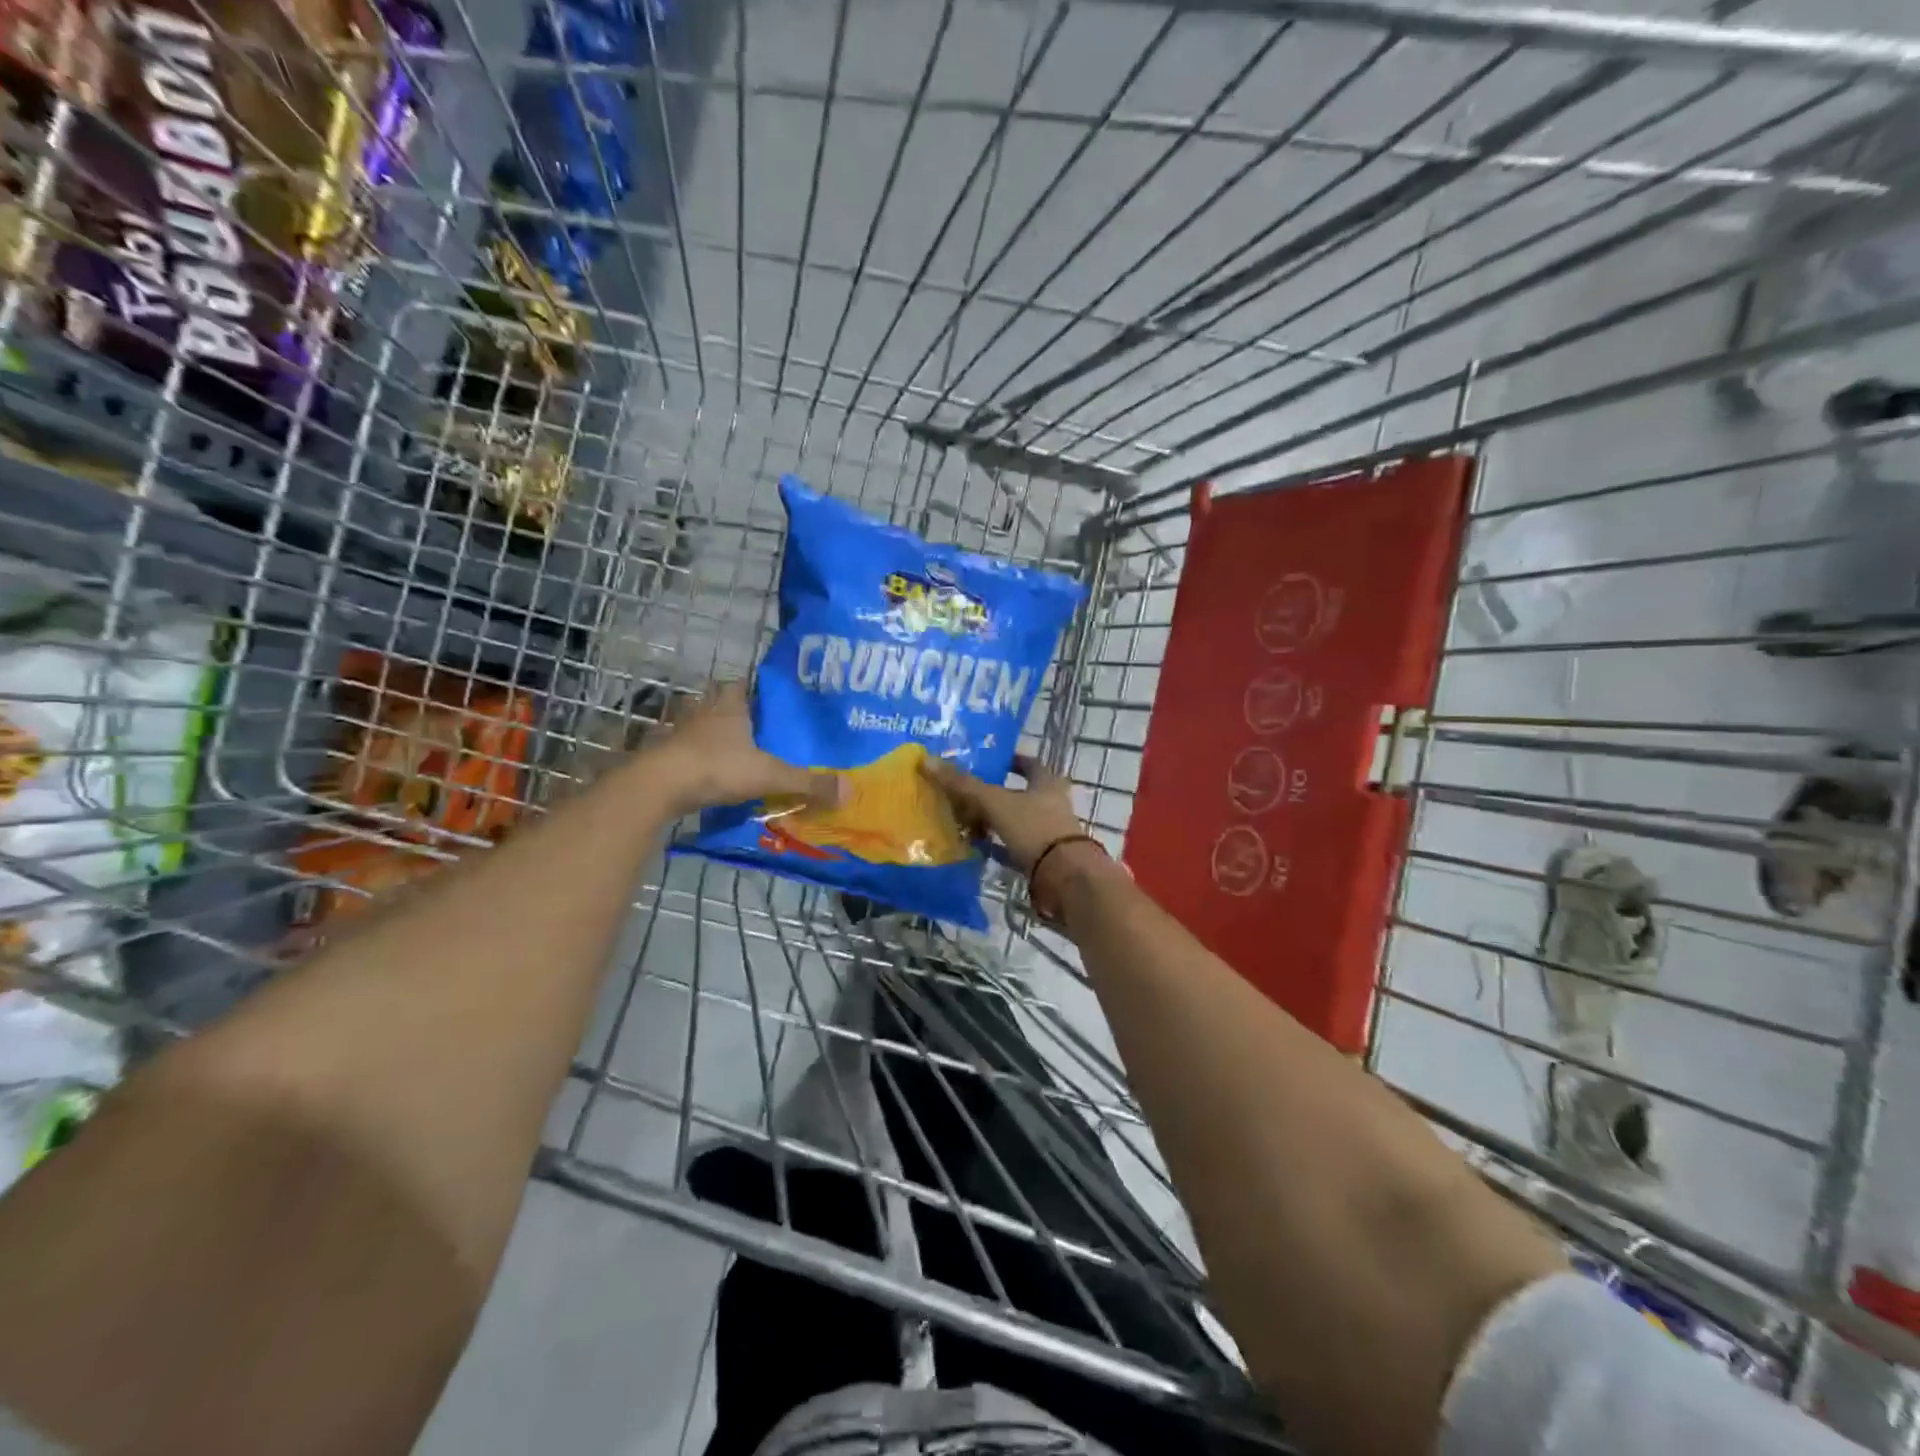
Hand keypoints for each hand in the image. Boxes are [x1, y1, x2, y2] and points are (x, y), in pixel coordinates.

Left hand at [646, 682, 843, 815]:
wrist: (658, 786)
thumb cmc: (716, 768)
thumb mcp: (769, 776)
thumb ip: (808, 783)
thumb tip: (850, 790)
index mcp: (729, 707)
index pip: (741, 685)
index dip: (753, 689)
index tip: (768, 698)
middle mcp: (703, 713)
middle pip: (718, 702)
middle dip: (733, 710)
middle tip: (755, 725)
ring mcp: (679, 733)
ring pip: (698, 725)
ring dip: (711, 733)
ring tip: (733, 750)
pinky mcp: (663, 756)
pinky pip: (684, 750)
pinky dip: (695, 758)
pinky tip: (708, 772)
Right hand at [918, 752, 1082, 875]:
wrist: (1064, 878)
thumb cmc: (1034, 829)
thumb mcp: (995, 802)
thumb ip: (963, 784)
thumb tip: (927, 760)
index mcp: (1046, 784)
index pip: (1030, 764)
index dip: (1012, 761)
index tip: (992, 761)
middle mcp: (1051, 805)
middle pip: (1021, 794)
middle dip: (996, 794)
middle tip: (967, 793)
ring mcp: (1048, 834)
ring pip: (1016, 822)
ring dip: (994, 821)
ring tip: (965, 820)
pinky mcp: (1043, 860)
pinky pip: (1014, 848)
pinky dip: (996, 847)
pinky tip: (975, 848)